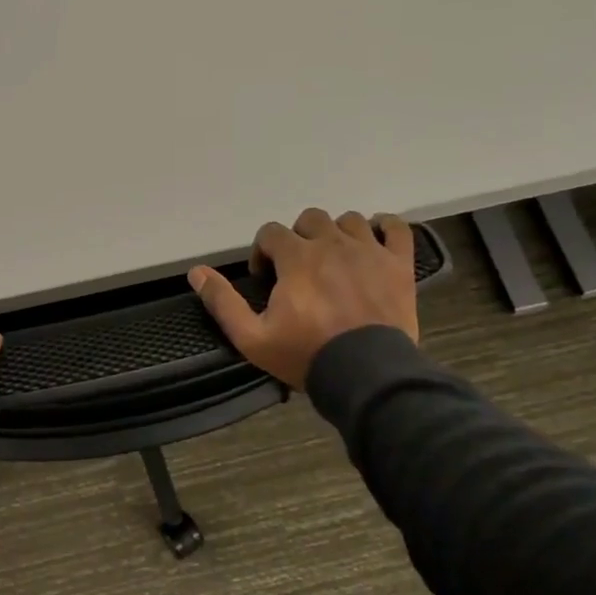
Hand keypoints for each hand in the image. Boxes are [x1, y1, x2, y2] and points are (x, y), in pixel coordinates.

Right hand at [188, 209, 418, 389]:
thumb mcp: (252, 337)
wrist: (367, 375)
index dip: (263, 252)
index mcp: (297, 257)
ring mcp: (369, 251)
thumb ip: (223, 302)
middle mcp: (332, 243)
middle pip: (310, 219)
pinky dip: (385, 226)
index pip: (271, 232)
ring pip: (349, 221)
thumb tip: (196, 272)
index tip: (266, 279)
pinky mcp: (399, 265)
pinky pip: (396, 228)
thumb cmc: (306, 355)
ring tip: (333, 260)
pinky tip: (375, 237)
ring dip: (336, 233)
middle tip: (298, 269)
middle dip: (298, 238)